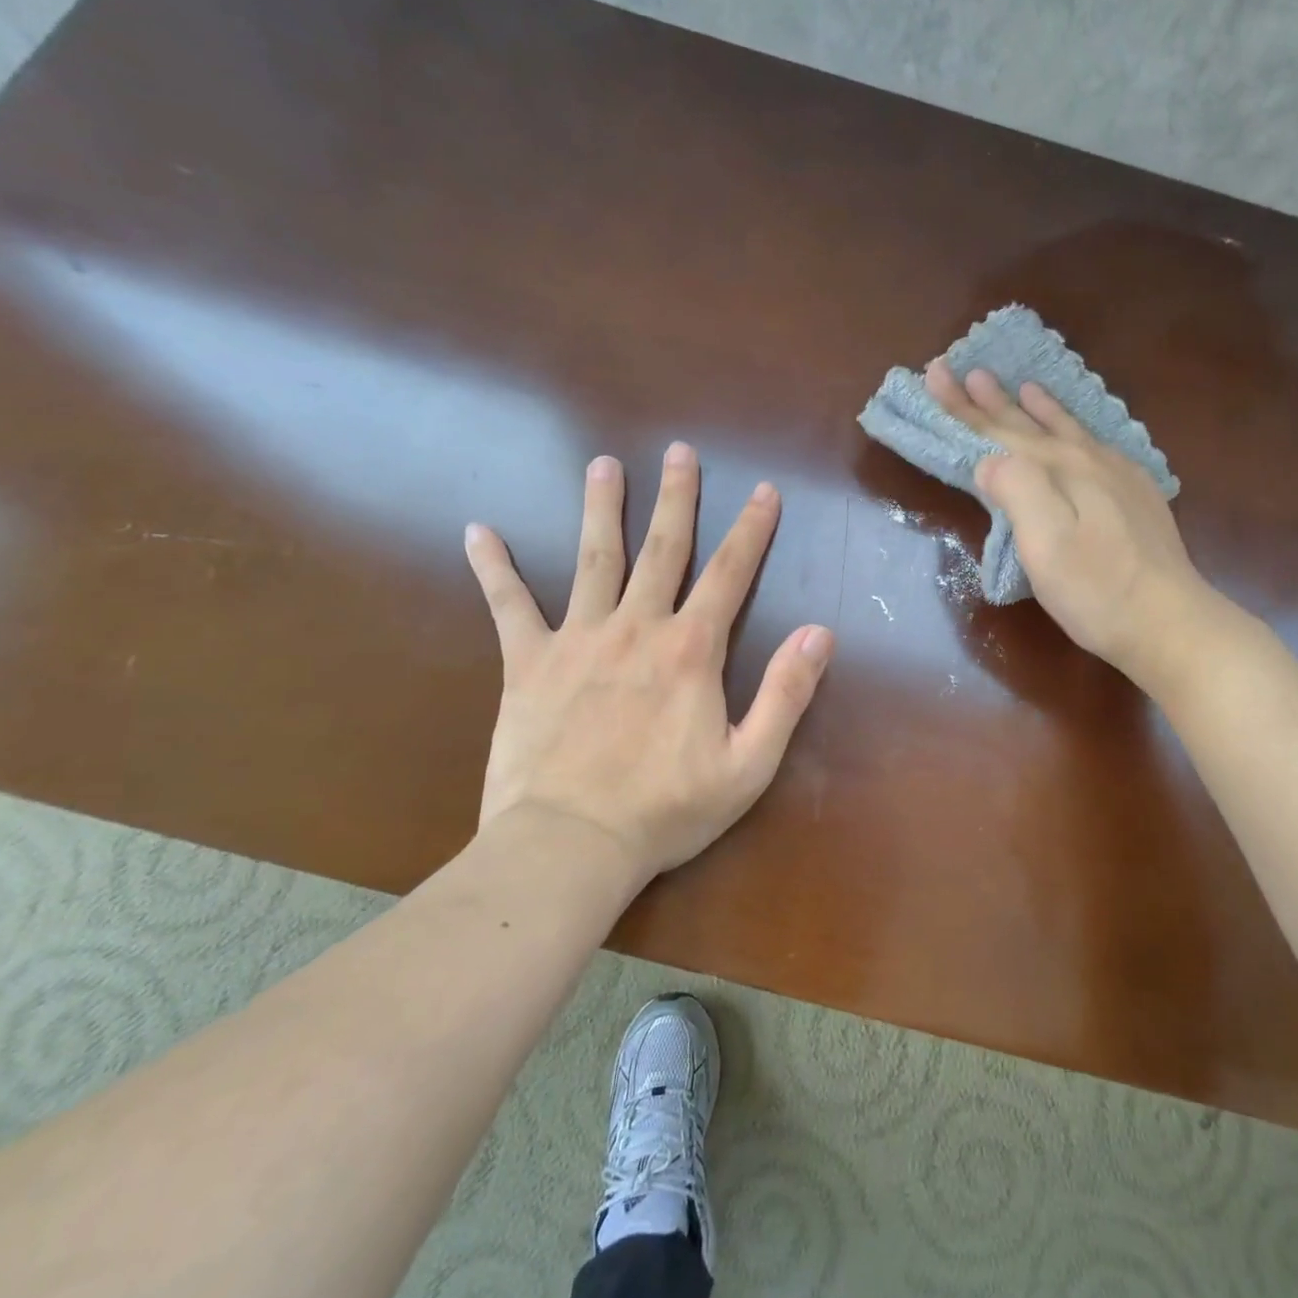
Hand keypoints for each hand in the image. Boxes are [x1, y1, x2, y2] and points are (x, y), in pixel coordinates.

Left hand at [464, 442, 833, 882]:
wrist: (569, 846)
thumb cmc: (667, 810)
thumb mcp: (750, 763)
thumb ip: (787, 693)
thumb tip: (820, 633)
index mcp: (691, 650)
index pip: (730, 574)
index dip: (751, 530)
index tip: (764, 491)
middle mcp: (637, 628)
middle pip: (662, 549)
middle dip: (677, 498)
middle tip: (681, 452)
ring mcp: (578, 640)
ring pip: (594, 559)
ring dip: (602, 508)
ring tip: (605, 465)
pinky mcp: (528, 664)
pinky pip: (508, 606)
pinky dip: (494, 568)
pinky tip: (478, 531)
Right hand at [925, 362, 1222, 685]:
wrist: (1168, 621)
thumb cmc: (1095, 590)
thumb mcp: (1045, 546)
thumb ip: (1016, 492)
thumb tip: (989, 459)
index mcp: (1059, 471)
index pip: (999, 432)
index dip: (962, 407)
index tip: (935, 374)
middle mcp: (1087, 461)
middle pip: (1028, 425)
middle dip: (991, 400)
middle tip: (962, 369)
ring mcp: (1118, 476)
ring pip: (1066, 430)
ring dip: (1037, 408)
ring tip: (1022, 384)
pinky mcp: (1136, 495)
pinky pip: (1096, 445)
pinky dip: (1076, 429)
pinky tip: (1078, 430)